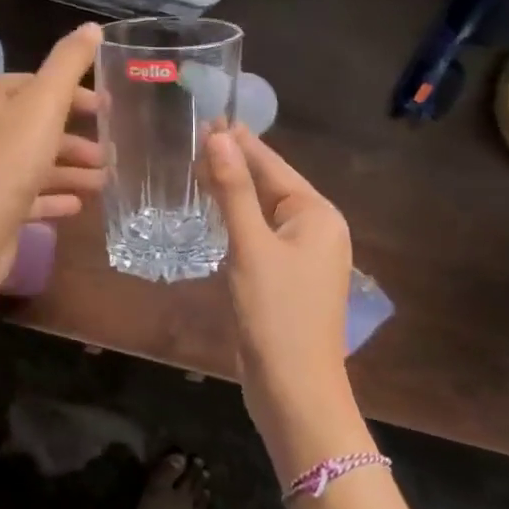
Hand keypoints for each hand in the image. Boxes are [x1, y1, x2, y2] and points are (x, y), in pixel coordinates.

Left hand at [0, 23, 104, 229]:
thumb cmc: (6, 161)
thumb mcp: (45, 105)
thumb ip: (69, 64)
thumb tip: (92, 27)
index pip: (27, 84)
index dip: (71, 95)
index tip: (104, 111)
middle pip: (25, 126)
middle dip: (71, 140)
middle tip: (108, 152)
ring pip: (21, 163)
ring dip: (64, 170)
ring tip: (103, 182)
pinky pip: (12, 195)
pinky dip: (44, 196)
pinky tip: (75, 206)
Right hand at [204, 125, 354, 418]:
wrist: (295, 391)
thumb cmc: (277, 314)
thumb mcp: (251, 247)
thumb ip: (234, 191)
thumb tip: (218, 137)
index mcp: (318, 215)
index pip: (273, 165)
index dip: (239, 142)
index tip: (206, 117)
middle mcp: (317, 230)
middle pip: (270, 186)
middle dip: (234, 165)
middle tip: (190, 140)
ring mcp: (303, 257)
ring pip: (262, 213)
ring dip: (232, 193)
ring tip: (194, 169)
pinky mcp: (287, 280)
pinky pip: (259, 238)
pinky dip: (236, 223)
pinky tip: (210, 216)